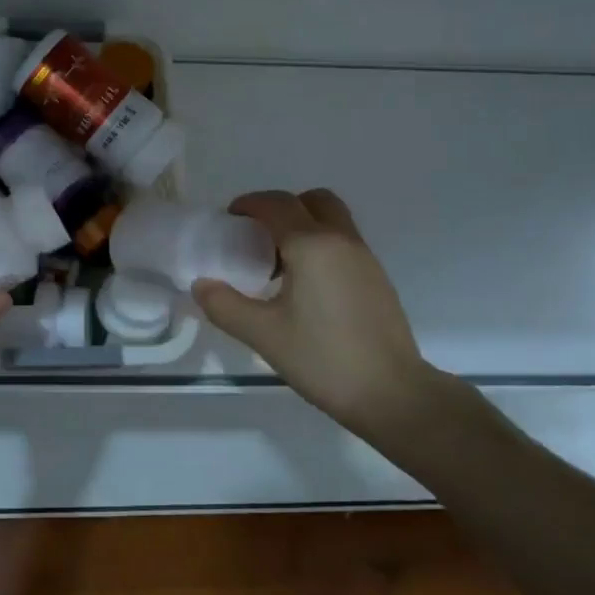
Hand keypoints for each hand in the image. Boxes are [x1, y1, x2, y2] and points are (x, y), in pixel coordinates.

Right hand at [191, 190, 487, 451]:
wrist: (392, 394)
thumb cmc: (323, 358)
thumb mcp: (263, 334)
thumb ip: (225, 306)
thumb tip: (201, 285)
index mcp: (312, 245)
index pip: (276, 204)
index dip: (248, 205)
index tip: (228, 220)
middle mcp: (342, 241)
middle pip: (312, 201)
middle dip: (282, 208)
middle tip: (258, 237)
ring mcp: (366, 259)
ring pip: (333, 221)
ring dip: (304, 227)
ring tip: (279, 266)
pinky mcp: (378, 280)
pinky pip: (344, 244)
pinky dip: (321, 248)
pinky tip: (306, 288)